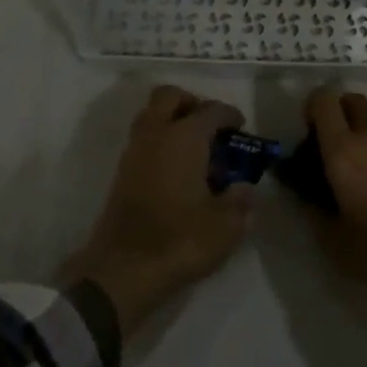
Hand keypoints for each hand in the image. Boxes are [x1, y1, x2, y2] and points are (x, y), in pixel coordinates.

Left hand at [64, 86, 253, 335]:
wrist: (123, 269)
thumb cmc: (180, 240)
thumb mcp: (226, 225)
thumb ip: (240, 201)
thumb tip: (245, 189)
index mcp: (185, 137)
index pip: (211, 110)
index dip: (229, 115)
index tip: (241, 127)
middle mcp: (156, 134)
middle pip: (169, 97)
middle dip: (191, 103)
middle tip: (210, 126)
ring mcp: (134, 152)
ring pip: (151, 117)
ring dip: (172, 122)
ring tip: (197, 151)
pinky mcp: (121, 173)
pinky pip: (144, 140)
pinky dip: (161, 143)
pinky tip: (178, 171)